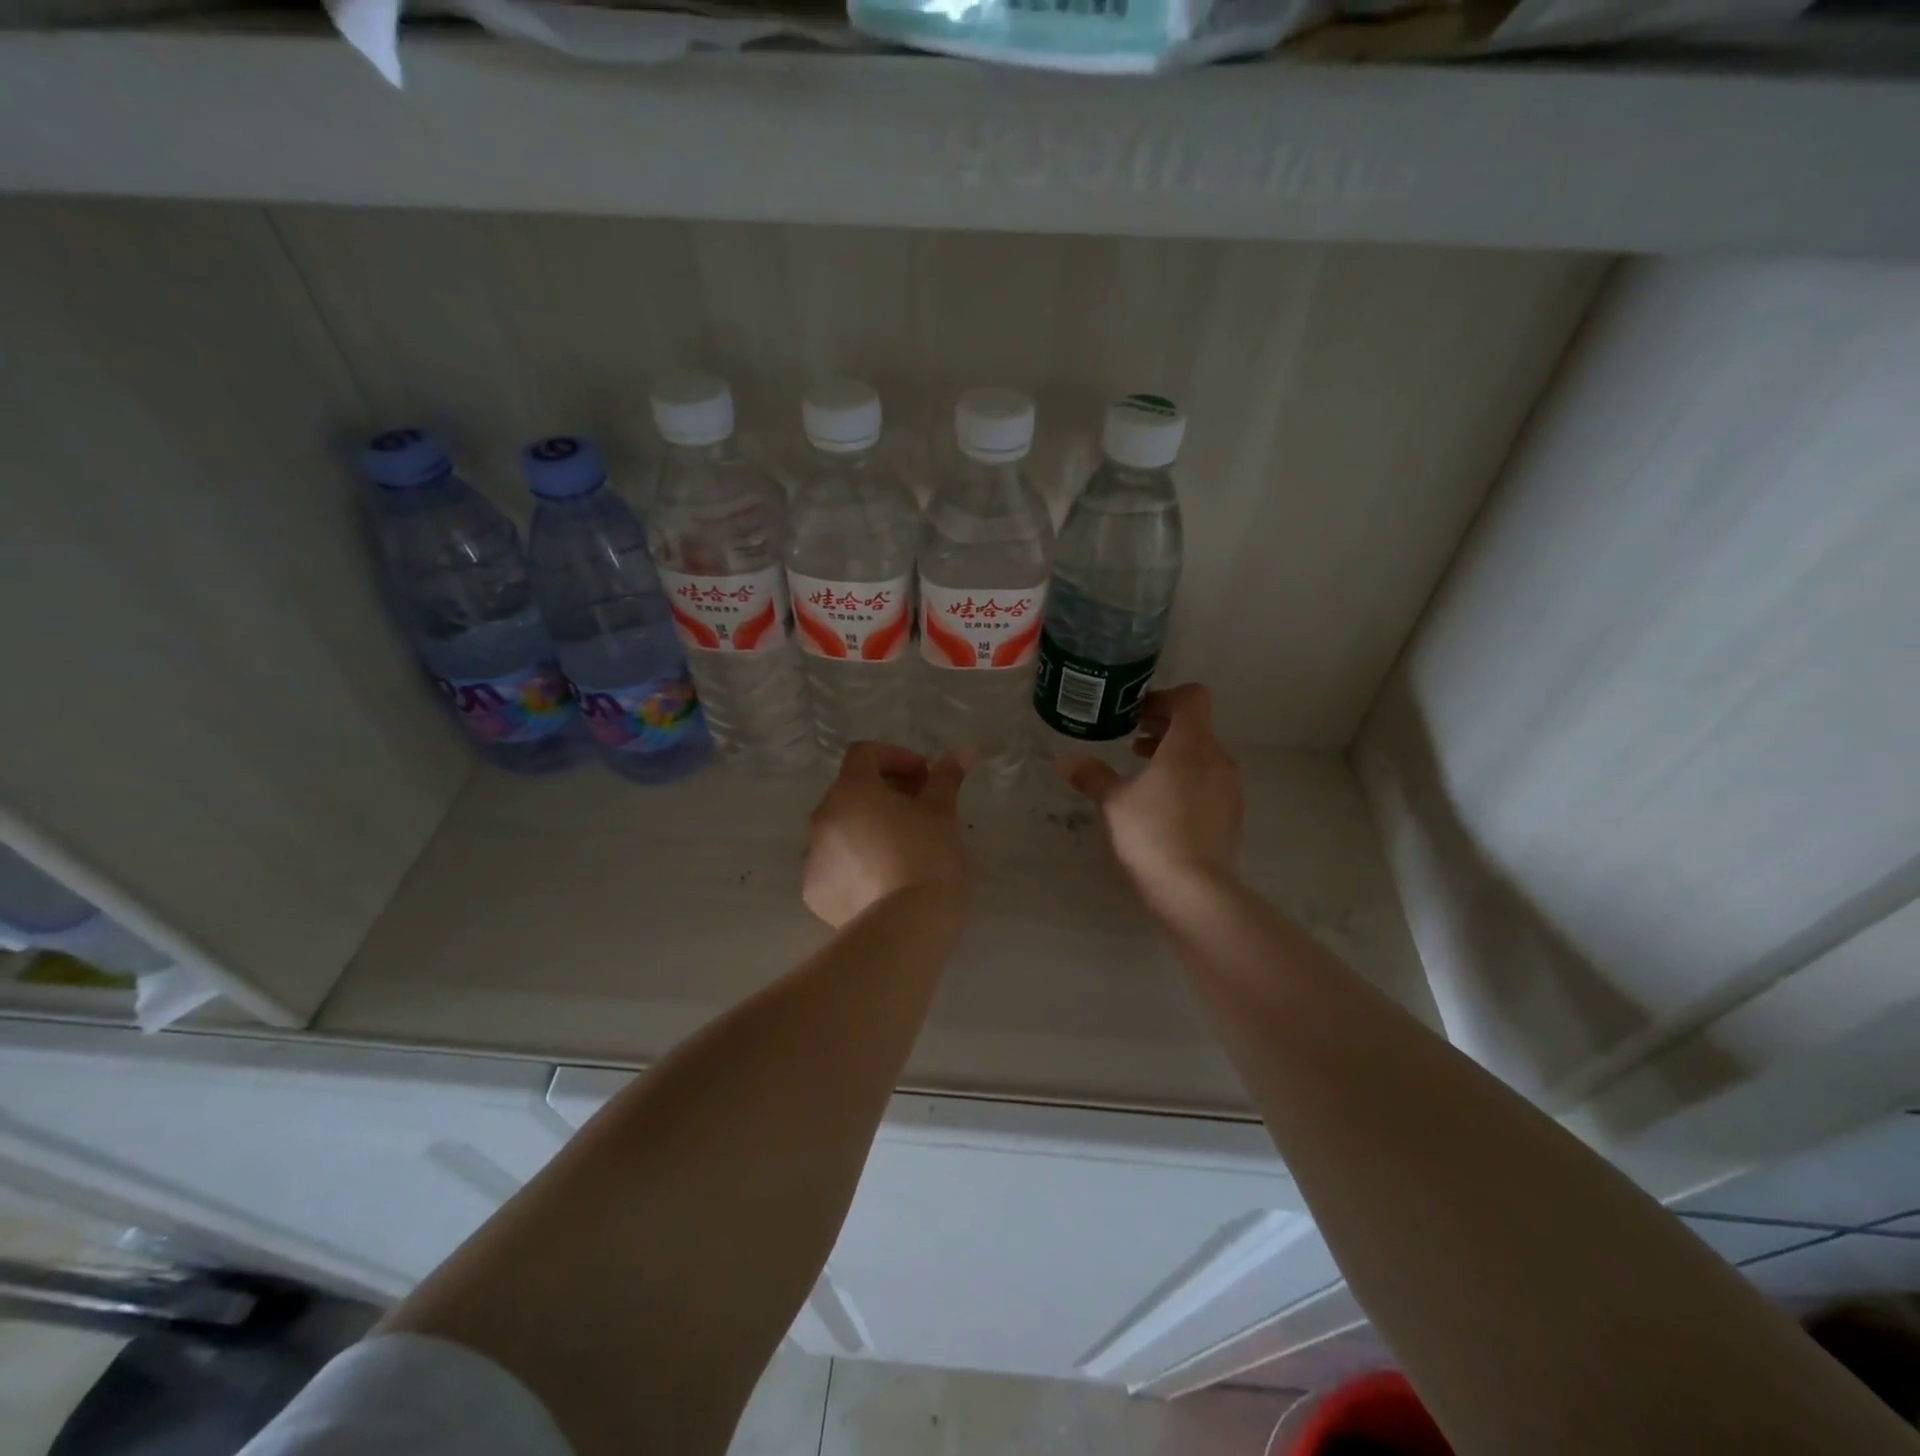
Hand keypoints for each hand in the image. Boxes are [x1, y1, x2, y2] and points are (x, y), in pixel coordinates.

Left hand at [803, 742, 970, 928]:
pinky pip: (834, 864)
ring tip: (902, 849)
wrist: (907, 927)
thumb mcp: (942, 813)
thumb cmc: (927, 858)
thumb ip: (946, 777)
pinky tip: (883, 881)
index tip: (925, 778)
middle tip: (919, 811)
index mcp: (851, 791)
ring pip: (841, 829)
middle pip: (851, 791)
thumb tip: (963, 751)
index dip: (896, 757)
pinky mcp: (814, 891)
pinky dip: (855, 863)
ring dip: (868, 828)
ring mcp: (813, 856)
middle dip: (884, 793)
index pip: (864, 754)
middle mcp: (823, 817)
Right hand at [1055, 683, 1241, 904]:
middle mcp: (1217, 759)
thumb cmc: (1152, 835)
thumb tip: (1064, 760)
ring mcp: (1230, 788)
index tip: (1136, 714)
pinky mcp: (1231, 815)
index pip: (1192, 698)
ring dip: (1174, 755)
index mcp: (1191, 745)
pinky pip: (1209, 782)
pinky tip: (1161, 805)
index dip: (1164, 698)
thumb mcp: (1113, 803)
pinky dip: (1186, 779)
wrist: (1196, 891)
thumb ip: (1092, 775)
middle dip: (1163, 727)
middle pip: (1196, 726)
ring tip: (1142, 772)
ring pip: (1203, 755)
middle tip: (1130, 739)